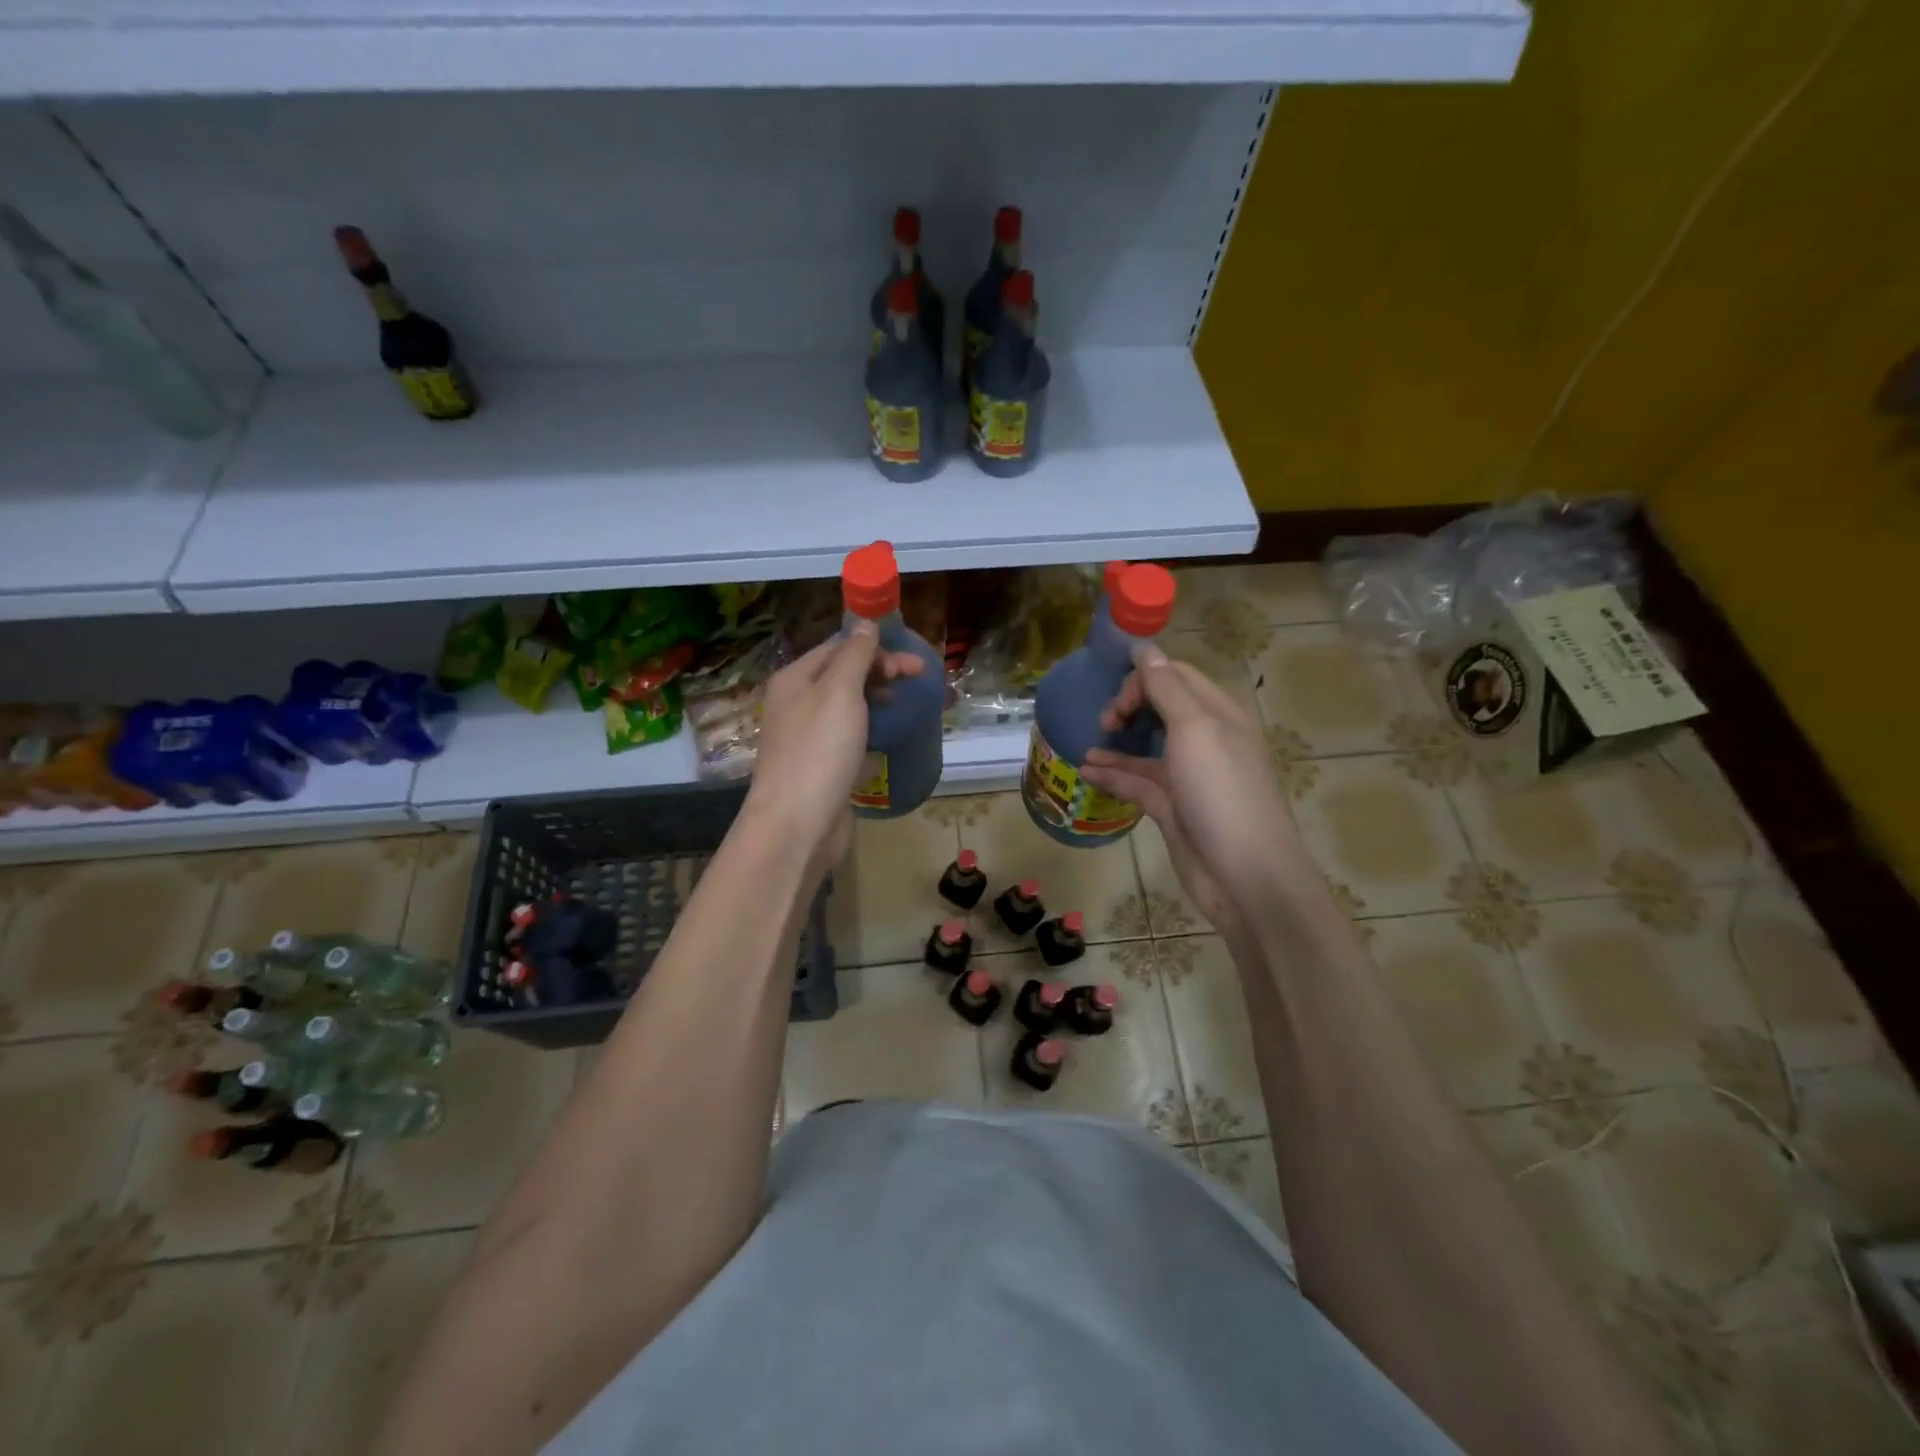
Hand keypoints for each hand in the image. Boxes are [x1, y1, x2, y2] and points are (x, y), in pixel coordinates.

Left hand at [741, 622, 925, 877]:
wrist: (796, 825)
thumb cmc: (819, 752)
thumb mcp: (840, 693)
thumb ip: (854, 656)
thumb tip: (865, 624)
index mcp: (795, 679)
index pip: (838, 647)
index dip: (876, 648)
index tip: (914, 664)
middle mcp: (797, 704)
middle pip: (843, 675)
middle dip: (880, 672)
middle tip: (917, 681)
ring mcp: (808, 738)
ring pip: (847, 708)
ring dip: (876, 700)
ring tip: (904, 706)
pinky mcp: (821, 768)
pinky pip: (848, 739)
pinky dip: (869, 732)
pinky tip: (885, 739)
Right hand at [1081, 644, 1297, 936]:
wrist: (1244, 875)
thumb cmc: (1222, 793)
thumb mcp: (1195, 730)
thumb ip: (1166, 688)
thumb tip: (1144, 648)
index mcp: (1219, 714)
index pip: (1177, 677)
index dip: (1145, 678)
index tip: (1117, 697)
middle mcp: (1206, 740)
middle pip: (1161, 707)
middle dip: (1129, 705)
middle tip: (1106, 721)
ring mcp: (1189, 776)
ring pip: (1147, 746)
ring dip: (1117, 740)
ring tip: (1090, 741)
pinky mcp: (1173, 807)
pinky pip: (1138, 782)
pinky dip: (1114, 774)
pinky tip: (1087, 770)